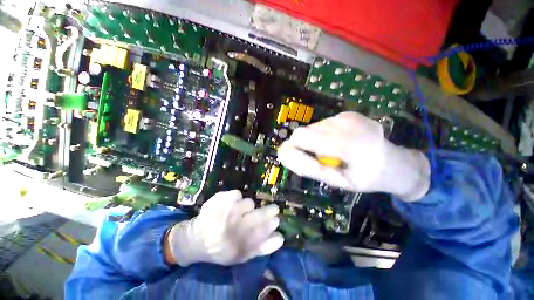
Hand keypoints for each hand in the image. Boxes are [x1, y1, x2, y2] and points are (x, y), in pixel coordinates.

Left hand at [166, 190, 283, 266]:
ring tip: (239, 212)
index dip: (272, 223)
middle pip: (260, 215)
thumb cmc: (221, 249)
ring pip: (249, 203)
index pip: (264, 231)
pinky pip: (236, 194)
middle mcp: (235, 228)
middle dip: (270, 210)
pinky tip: (229, 204)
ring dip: (247, 207)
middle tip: (272, 209)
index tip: (276, 219)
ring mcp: (227, 212)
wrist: (195, 241)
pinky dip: (235, 197)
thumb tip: (280, 237)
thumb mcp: (242, 256)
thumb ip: (262, 248)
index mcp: (241, 244)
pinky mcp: (219, 200)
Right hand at [277, 112, 429, 200]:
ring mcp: (348, 116)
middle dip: (305, 146)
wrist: (394, 162)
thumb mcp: (337, 181)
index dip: (293, 148)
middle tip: (319, 158)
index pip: (302, 136)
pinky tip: (338, 142)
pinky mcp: (348, 113)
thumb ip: (309, 168)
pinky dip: (323, 134)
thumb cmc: (366, 177)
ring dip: (315, 141)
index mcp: (346, 143)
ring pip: (313, 127)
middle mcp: (345, 124)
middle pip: (304, 131)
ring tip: (332, 151)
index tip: (299, 159)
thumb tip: (284, 155)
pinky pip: (323, 124)